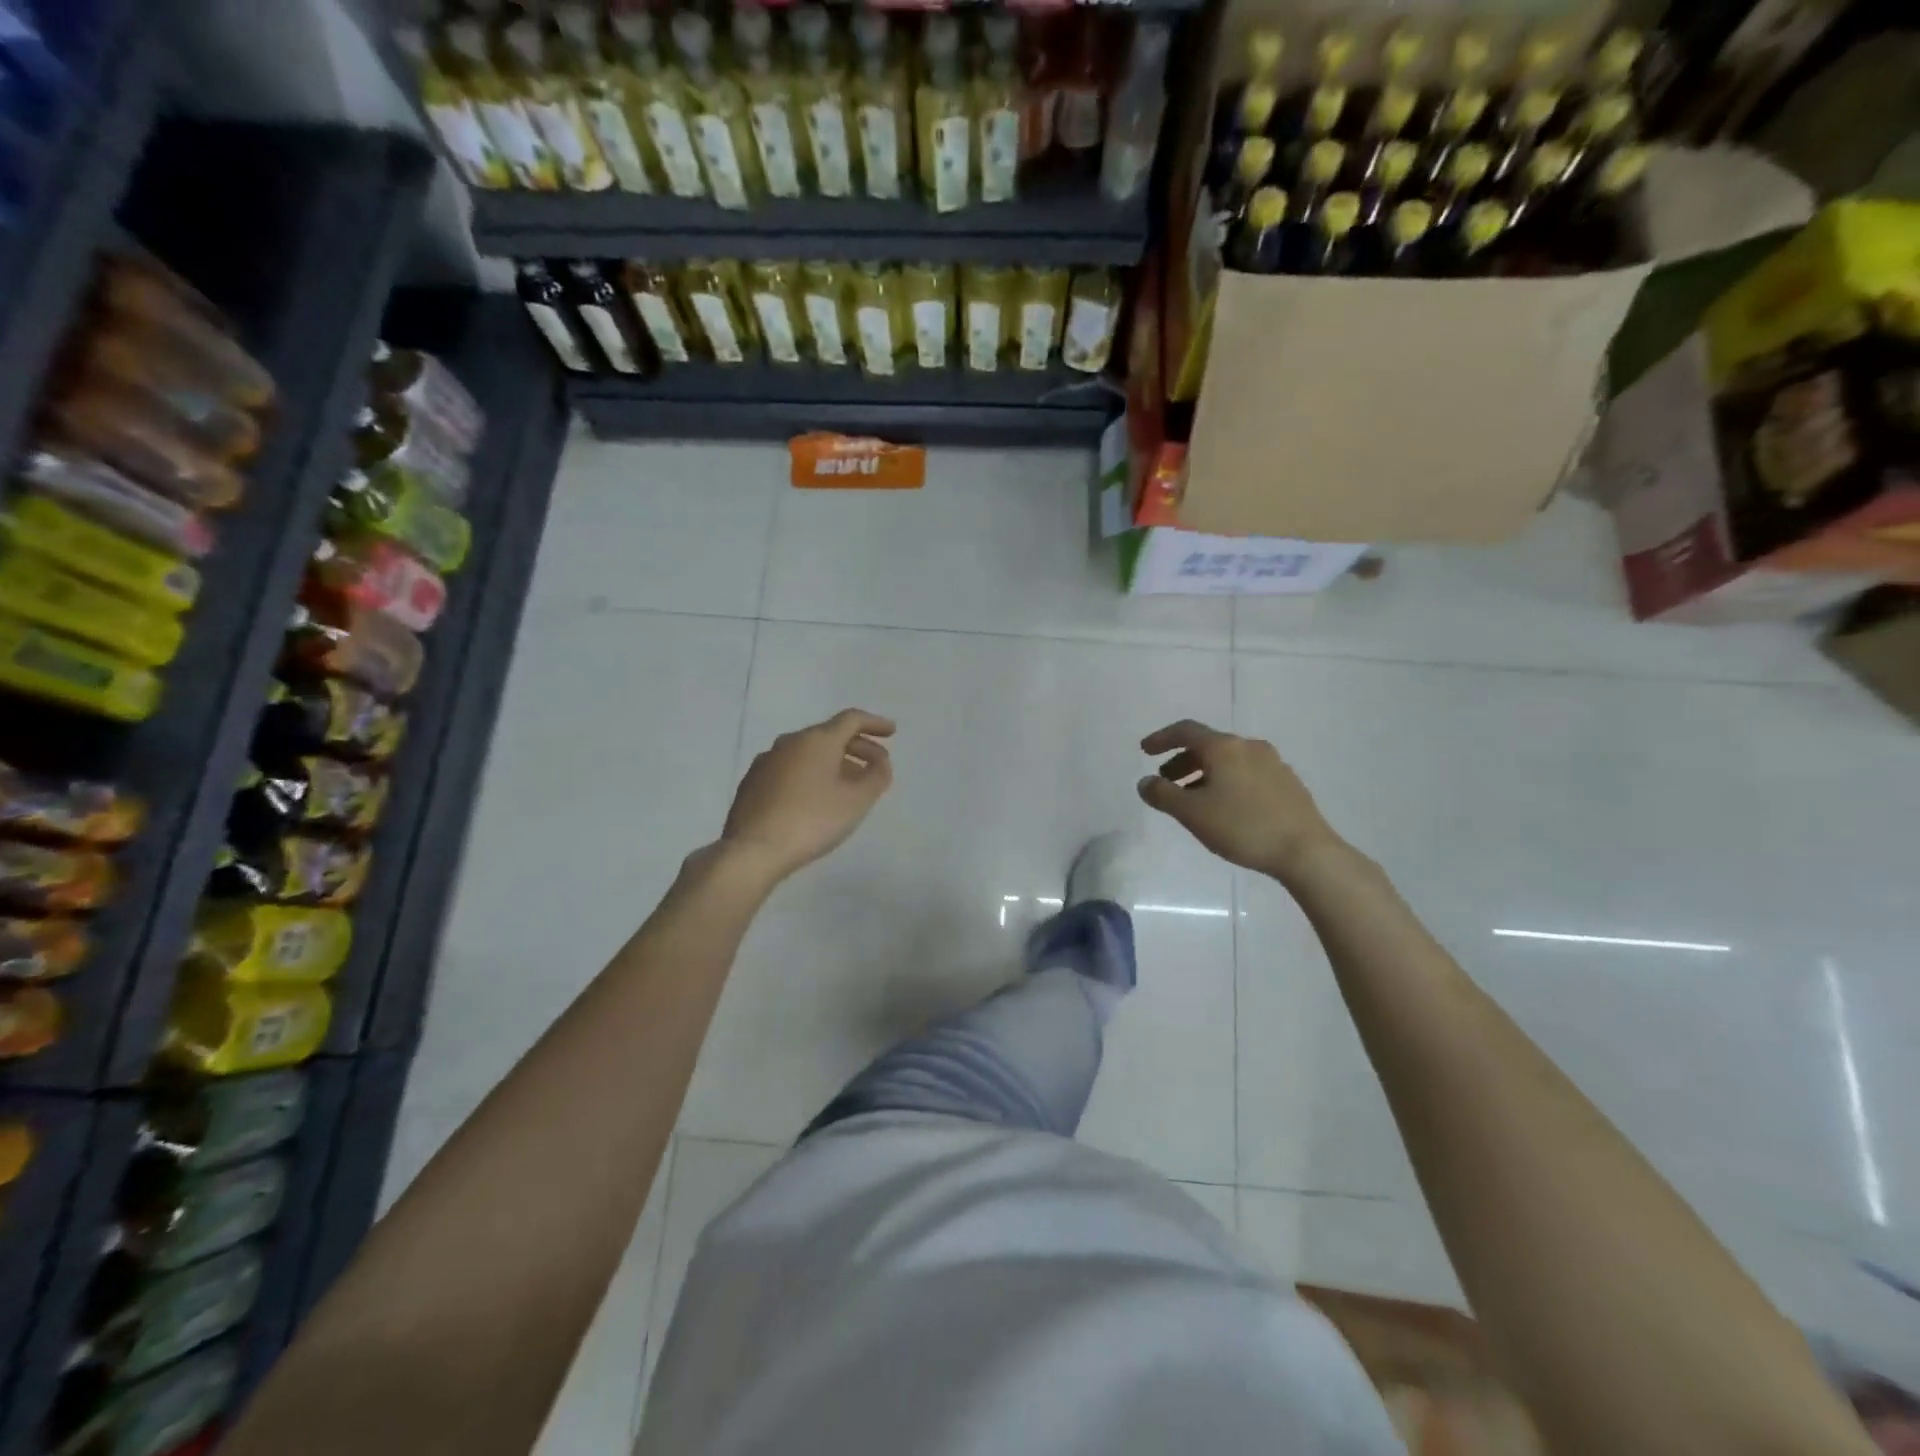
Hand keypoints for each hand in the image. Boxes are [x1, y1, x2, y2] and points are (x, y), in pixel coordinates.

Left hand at [719, 709, 894, 880]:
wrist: (753, 850)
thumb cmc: (812, 820)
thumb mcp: (857, 801)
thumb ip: (876, 776)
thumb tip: (880, 763)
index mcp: (817, 740)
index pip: (851, 719)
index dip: (875, 724)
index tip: (892, 733)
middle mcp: (790, 742)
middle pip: (830, 735)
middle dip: (857, 747)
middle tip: (876, 765)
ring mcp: (767, 761)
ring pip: (809, 753)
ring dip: (834, 762)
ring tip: (849, 785)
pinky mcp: (753, 783)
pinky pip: (791, 769)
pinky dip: (811, 774)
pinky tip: (816, 798)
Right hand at [1137, 720, 1344, 882]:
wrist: (1306, 851)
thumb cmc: (1242, 827)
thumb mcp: (1192, 813)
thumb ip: (1162, 795)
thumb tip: (1145, 782)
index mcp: (1224, 747)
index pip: (1185, 731)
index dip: (1162, 738)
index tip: (1145, 750)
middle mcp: (1249, 747)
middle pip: (1208, 745)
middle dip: (1183, 761)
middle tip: (1166, 781)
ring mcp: (1273, 763)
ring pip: (1228, 760)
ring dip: (1204, 773)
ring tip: (1194, 799)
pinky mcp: (1287, 782)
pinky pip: (1247, 773)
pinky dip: (1226, 781)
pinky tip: (1226, 808)